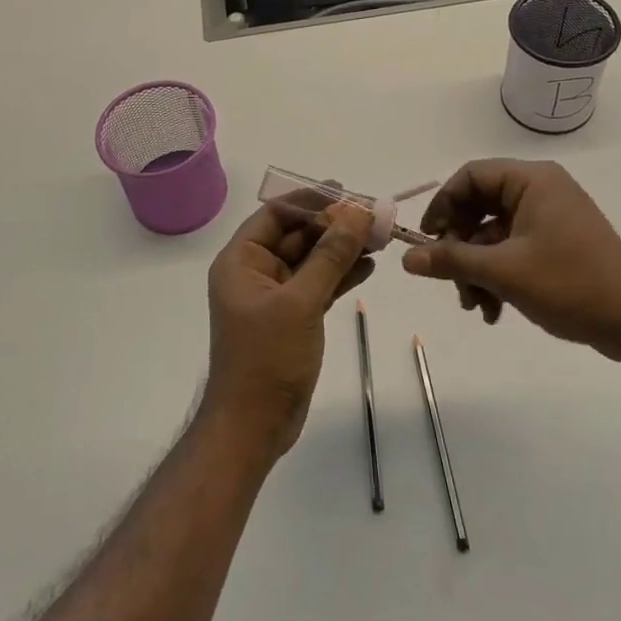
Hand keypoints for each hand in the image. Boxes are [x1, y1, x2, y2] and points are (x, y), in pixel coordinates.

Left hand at [203, 200, 373, 457]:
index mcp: (241, 261)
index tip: (346, 193)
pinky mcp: (292, 317)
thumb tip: (356, 212)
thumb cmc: (267, 358)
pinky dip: (341, 274)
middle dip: (333, 225)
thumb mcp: (301, 302)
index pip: (276, 214)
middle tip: (372, 215)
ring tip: (379, 237)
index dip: (310, 200)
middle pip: (297, 235)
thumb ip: (330, 255)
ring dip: (342, 248)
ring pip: (312, 260)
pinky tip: (369, 265)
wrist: (254, 427)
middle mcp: (255, 272)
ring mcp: (274, 297)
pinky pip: (318, 285)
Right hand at [400, 159, 620, 358]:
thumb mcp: (503, 272)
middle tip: (450, 279)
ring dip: (477, 269)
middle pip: (480, 207)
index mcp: (532, 181)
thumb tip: (407, 258)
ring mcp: (550, 218)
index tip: (427, 239)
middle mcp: (541, 191)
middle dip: (461, 247)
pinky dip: (498, 276)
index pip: (471, 176)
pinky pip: (513, 250)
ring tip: (475, 306)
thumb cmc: (570, 283)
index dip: (443, 204)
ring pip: (493, 235)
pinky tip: (494, 311)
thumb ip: (452, 260)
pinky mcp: (557, 244)